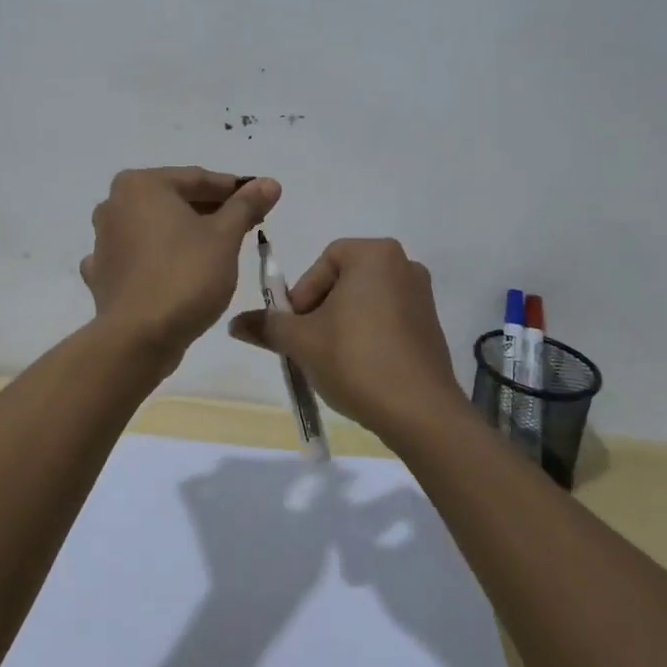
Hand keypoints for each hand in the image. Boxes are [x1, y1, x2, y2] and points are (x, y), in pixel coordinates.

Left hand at [81, 167, 281, 357]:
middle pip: (173, 200)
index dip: (233, 189)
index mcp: (141, 185)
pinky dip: (158, 259)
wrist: (138, 339)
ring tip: (219, 248)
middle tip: (246, 224)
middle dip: (210, 211)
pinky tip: (174, 269)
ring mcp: (102, 240)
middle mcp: (114, 204)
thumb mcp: (225, 236)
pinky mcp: (102, 274)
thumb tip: (269, 182)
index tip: (260, 200)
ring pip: (155, 228)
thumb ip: (246, 205)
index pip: (197, 179)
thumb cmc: (185, 276)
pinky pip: (138, 257)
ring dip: (184, 233)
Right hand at [226, 238, 462, 440]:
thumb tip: (235, 324)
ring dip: (342, 325)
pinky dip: (368, 337)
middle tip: (307, 344)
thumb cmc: (356, 360)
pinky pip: (387, 321)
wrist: (420, 412)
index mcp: (375, 254)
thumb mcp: (301, 341)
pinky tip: (358, 369)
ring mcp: (422, 297)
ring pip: (365, 303)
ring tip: (329, 360)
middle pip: (344, 281)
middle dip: (320, 311)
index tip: (296, 327)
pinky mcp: (431, 327)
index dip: (303, 294)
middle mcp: (404, 265)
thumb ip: (268, 326)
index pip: (324, 261)